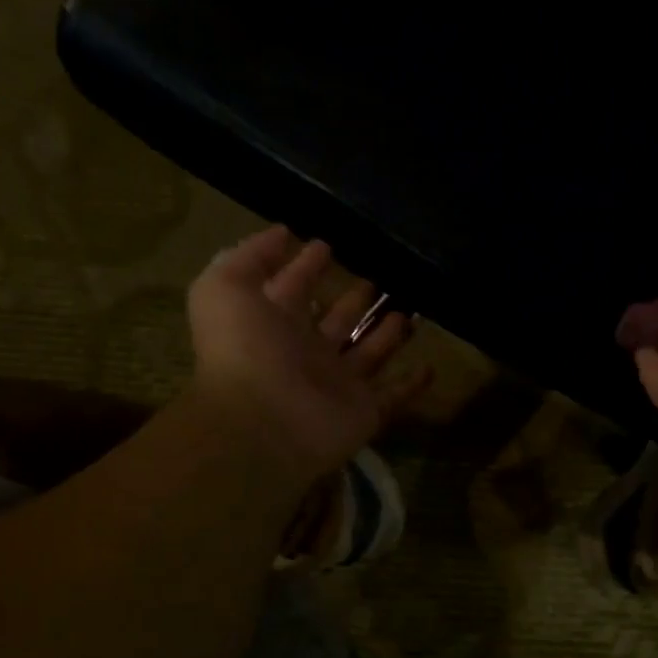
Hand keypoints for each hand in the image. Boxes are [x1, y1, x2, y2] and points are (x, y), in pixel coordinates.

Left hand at [186, 226, 425, 485]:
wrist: (263, 424)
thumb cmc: (244, 350)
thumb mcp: (226, 287)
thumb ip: (250, 256)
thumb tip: (283, 233)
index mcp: (275, 323)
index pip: (295, 288)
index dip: (307, 266)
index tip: (328, 244)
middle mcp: (307, 352)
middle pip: (337, 319)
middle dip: (355, 297)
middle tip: (380, 276)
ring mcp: (337, 384)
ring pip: (369, 352)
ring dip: (388, 334)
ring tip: (410, 309)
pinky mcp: (364, 411)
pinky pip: (393, 395)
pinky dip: (411, 384)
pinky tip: (430, 367)